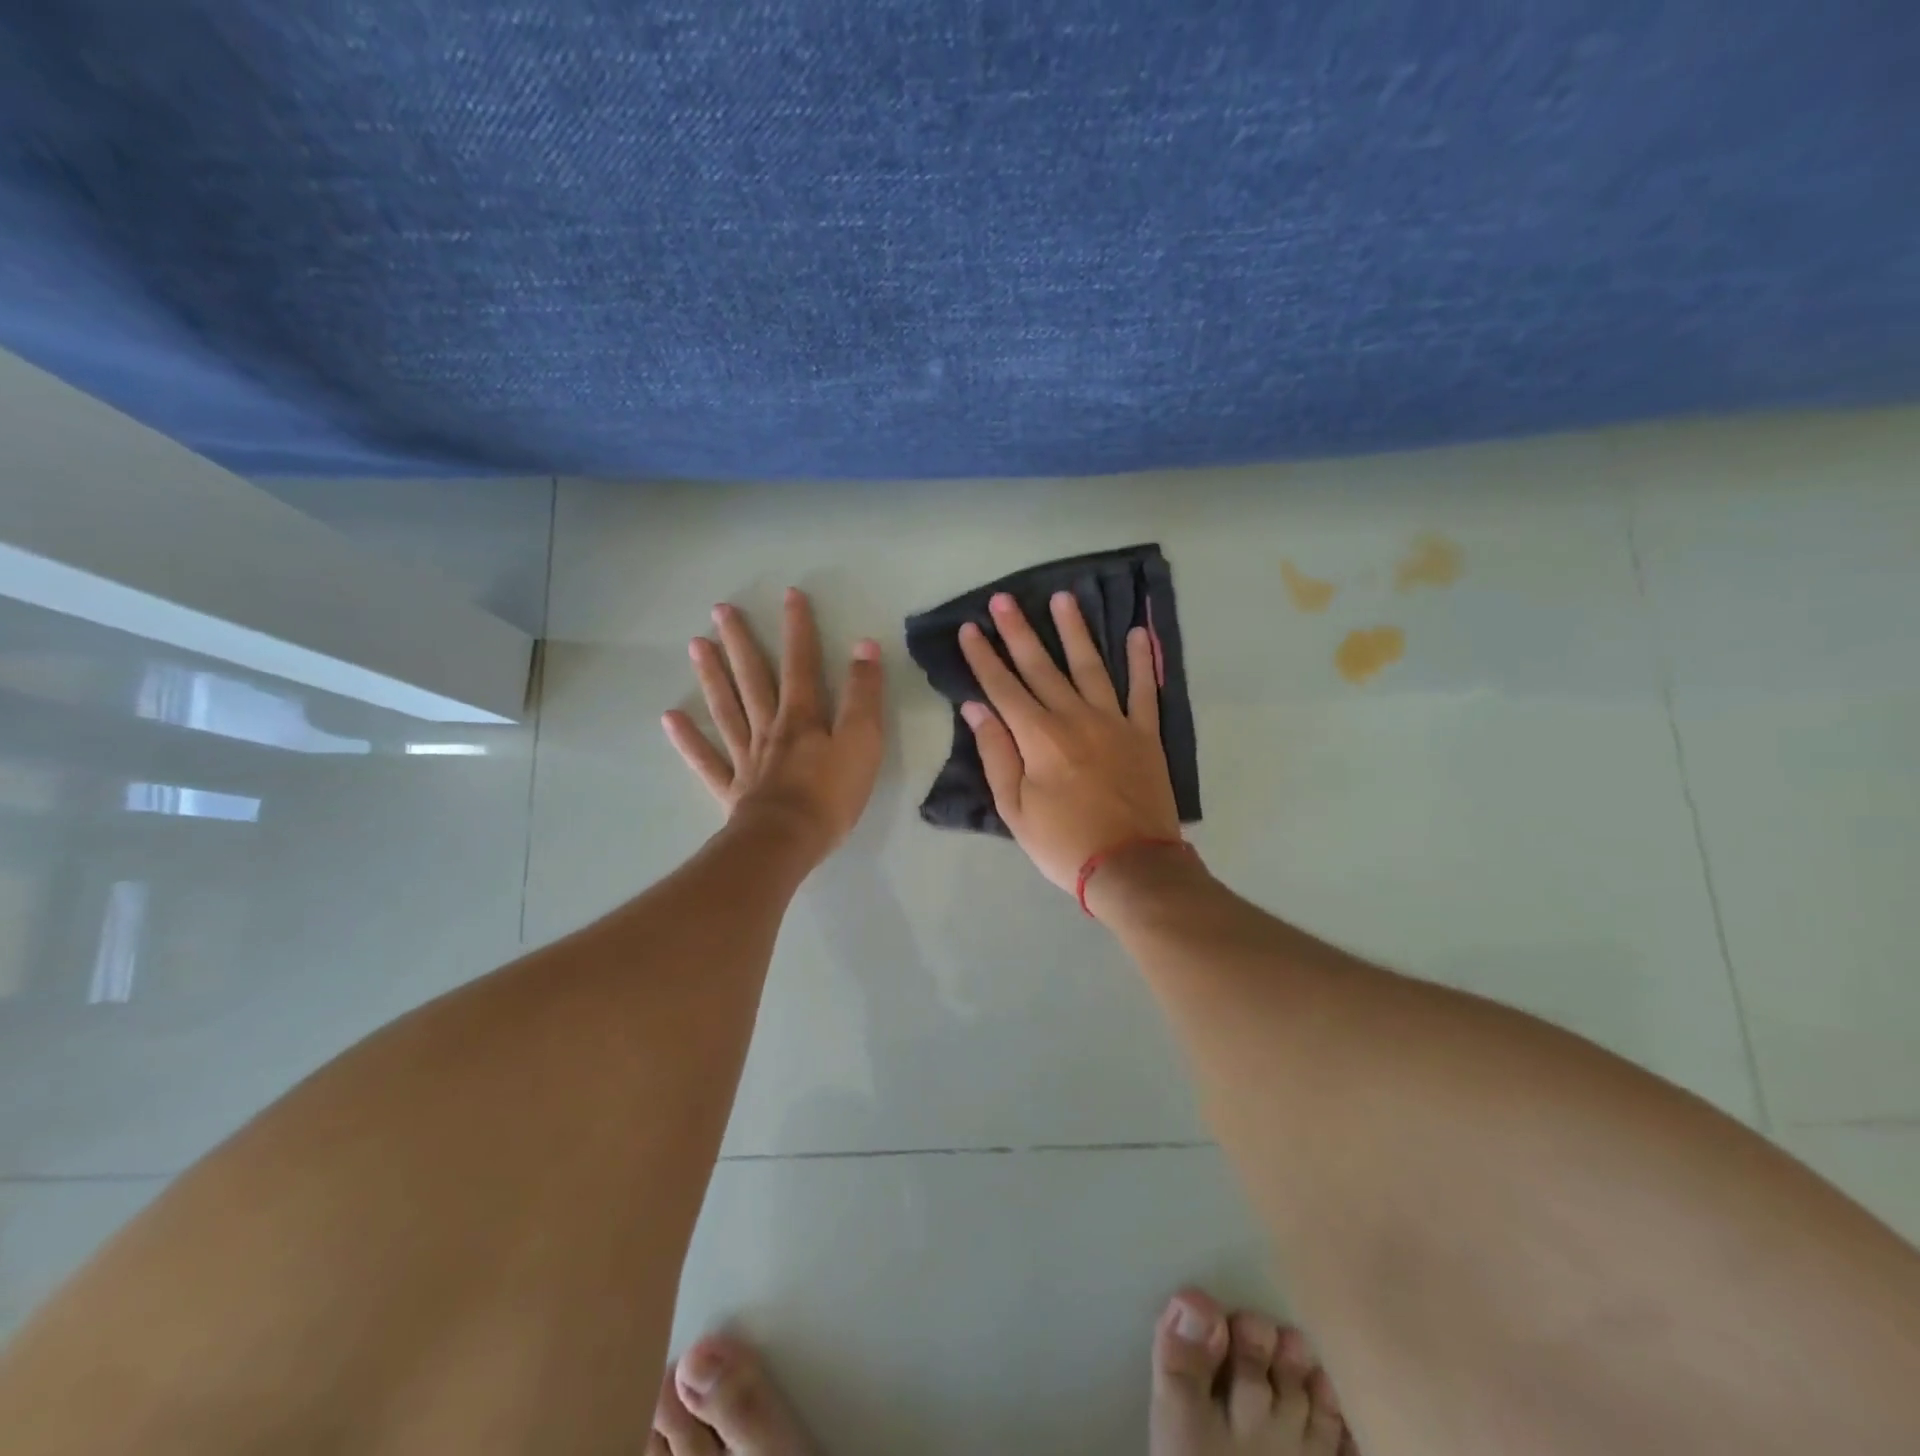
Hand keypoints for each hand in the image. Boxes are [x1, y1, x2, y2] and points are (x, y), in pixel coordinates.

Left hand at [662, 588, 884, 863]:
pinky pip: (707, 759)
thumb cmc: (831, 794)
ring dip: (711, 676)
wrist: (788, 842)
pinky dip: (688, 739)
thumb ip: (864, 694)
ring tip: (696, 645)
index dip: (798, 629)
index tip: (789, 595)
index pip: (801, 664)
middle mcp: (769, 728)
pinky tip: (670, 718)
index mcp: (802, 717)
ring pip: (727, 708)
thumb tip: (864, 645)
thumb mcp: (863, 741)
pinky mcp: (732, 788)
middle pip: (753, 678)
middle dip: (740, 642)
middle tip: (720, 611)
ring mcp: (746, 758)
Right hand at [958, 590, 1180, 893]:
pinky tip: (1138, 634)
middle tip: (1003, 599)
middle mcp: (1075, 717)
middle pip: (1042, 667)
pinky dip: (1143, 662)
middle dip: (1018, 631)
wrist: (1131, 867)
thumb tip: (976, 709)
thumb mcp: (1015, 809)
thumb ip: (996, 754)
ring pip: (1091, 665)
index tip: (971, 628)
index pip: (1003, 687)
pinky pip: (1144, 690)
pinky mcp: (1145, 734)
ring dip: (1075, 630)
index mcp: (1039, 737)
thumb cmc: (1063, 843)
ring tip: (1063, 598)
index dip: (984, 657)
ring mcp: (1115, 721)